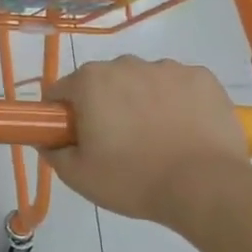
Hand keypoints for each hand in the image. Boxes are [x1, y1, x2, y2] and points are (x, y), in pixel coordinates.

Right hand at [45, 58, 248, 224]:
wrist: (204, 187)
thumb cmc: (132, 179)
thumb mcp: (78, 176)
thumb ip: (53, 152)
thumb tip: (47, 140)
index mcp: (90, 82)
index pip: (62, 90)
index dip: (63, 115)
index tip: (76, 138)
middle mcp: (126, 64)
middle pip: (103, 82)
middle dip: (104, 105)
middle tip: (117, 143)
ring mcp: (167, 68)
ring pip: (143, 81)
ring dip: (142, 101)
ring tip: (157, 139)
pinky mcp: (202, 77)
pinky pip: (179, 85)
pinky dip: (177, 101)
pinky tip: (184, 130)